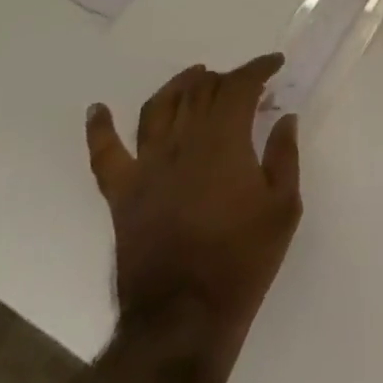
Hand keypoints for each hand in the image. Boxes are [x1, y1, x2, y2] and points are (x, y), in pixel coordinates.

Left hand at [84, 57, 300, 334]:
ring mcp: (146, 166)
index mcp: (224, 141)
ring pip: (158, 108)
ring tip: (194, 77)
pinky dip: (99, 129)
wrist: (184, 319)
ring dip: (178, 86)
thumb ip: (284, 156)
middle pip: (200, 91)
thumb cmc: (242, 261)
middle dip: (225, 78)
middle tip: (244, 84)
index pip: (239, 86)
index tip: (275, 64)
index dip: (258, 68)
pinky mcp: (121, 194)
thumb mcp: (283, 208)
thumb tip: (284, 118)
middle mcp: (182, 142)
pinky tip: (98, 110)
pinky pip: (104, 154)